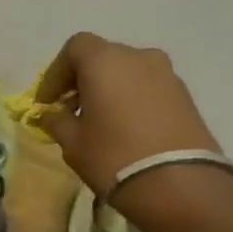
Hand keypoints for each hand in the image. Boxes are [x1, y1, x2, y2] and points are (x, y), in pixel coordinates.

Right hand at [35, 32, 229, 221]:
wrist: (179, 183)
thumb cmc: (113, 156)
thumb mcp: (72, 142)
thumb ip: (57, 121)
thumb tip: (52, 114)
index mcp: (104, 61)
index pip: (74, 48)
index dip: (56, 73)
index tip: (47, 101)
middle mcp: (138, 56)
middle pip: (102, 57)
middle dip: (82, 79)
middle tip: (70, 109)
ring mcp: (167, 74)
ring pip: (128, 72)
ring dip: (109, 89)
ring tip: (99, 120)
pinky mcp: (185, 95)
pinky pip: (148, 87)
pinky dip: (131, 98)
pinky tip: (125, 127)